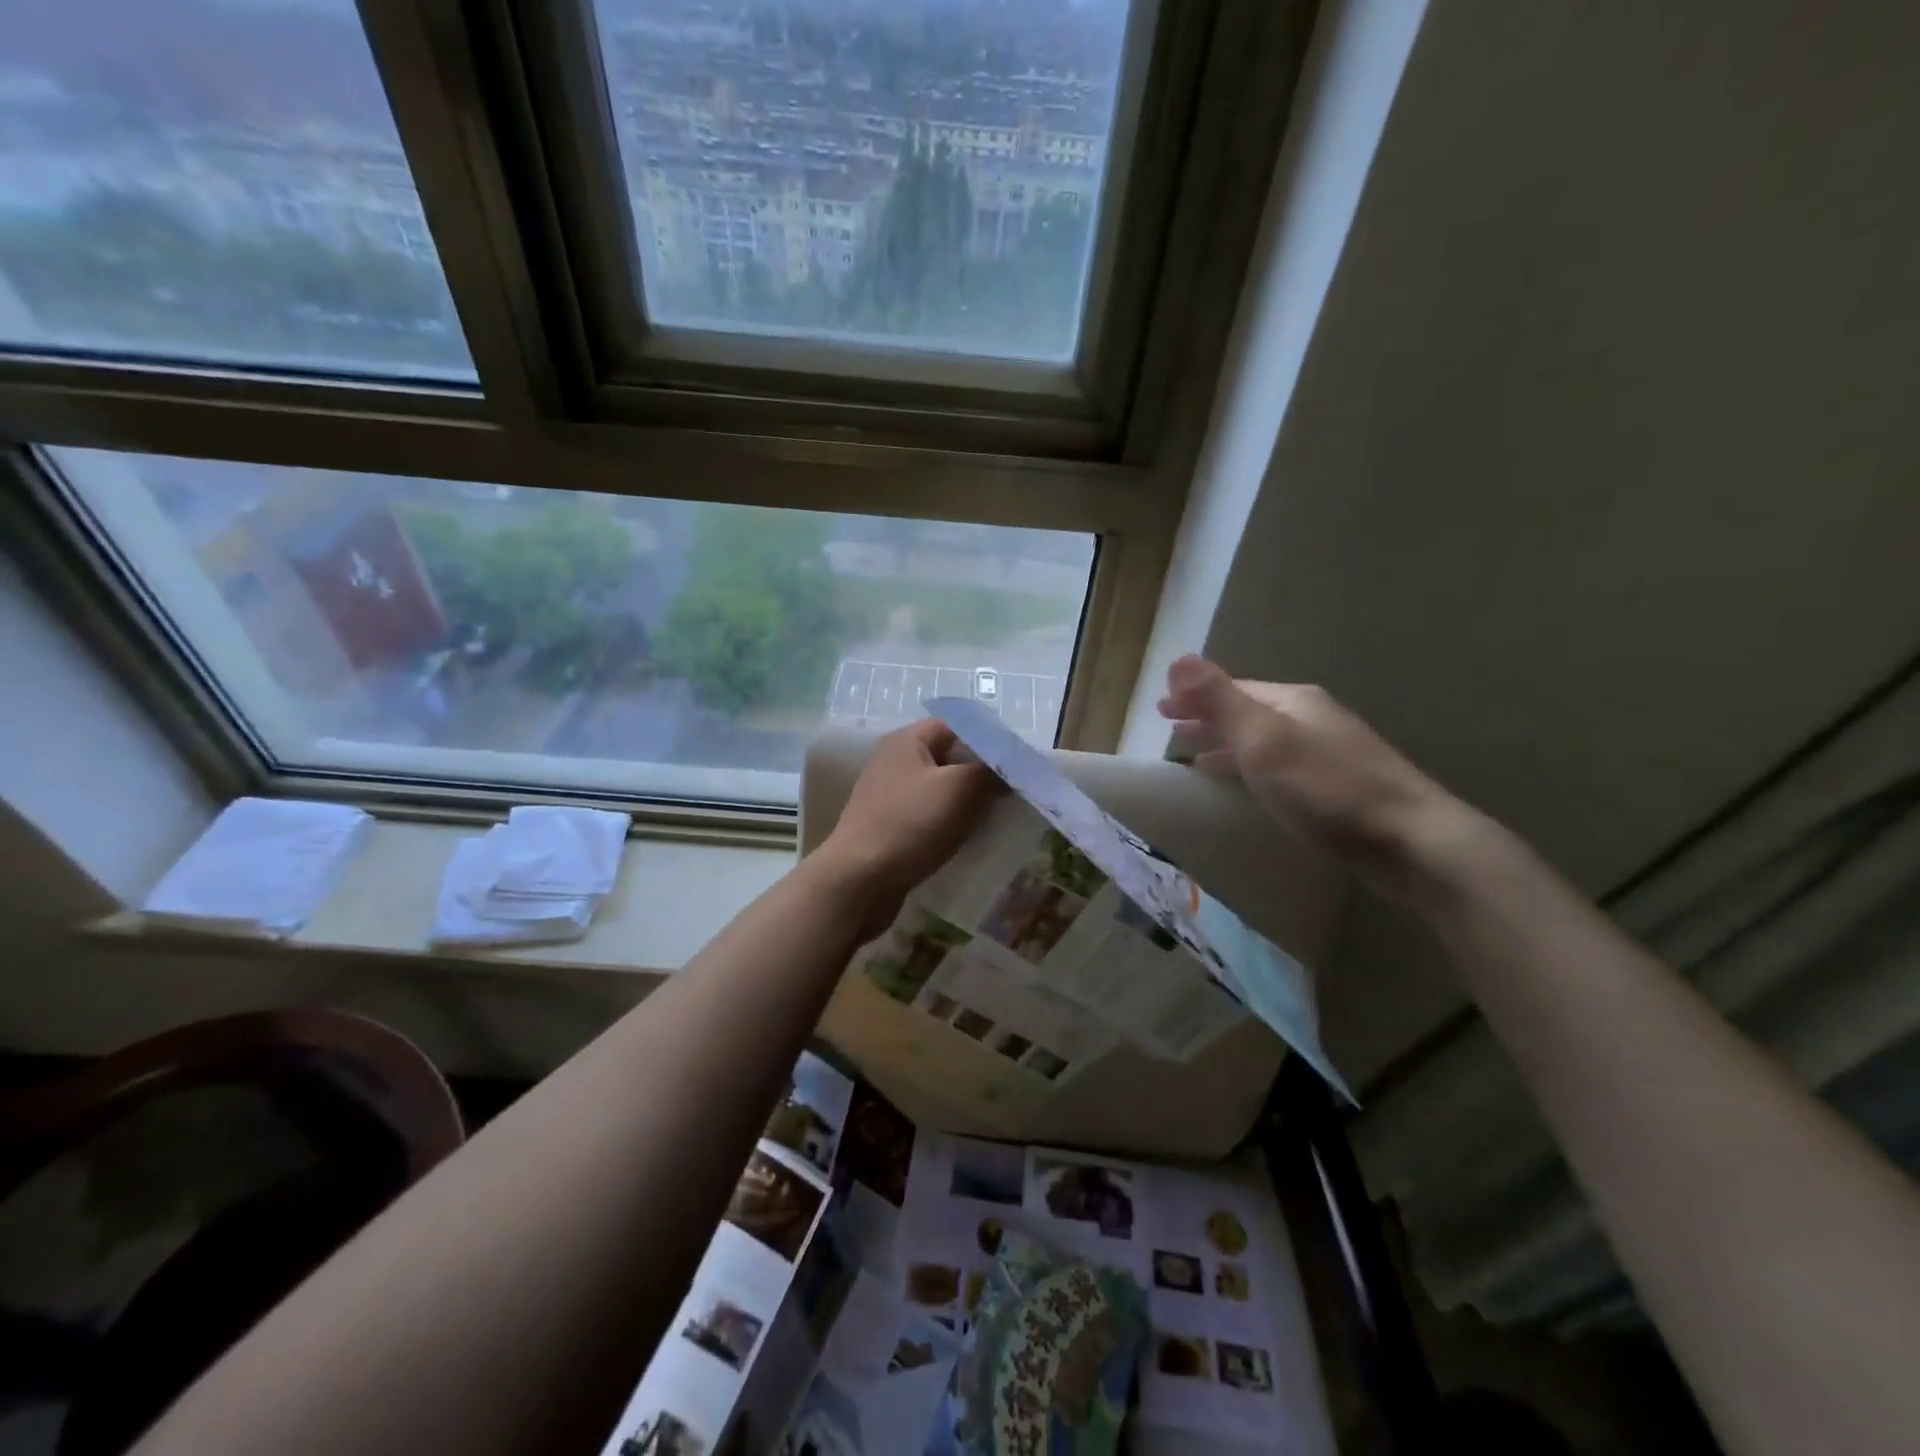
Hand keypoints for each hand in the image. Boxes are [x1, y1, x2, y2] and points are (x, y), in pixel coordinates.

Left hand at [812, 718, 998, 931]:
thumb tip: (1010, 768)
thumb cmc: (910, 824)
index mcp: (906, 741)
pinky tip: (969, 841)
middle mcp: (894, 762)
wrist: (859, 881)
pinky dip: (949, 825)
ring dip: (966, 804)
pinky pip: (927, 818)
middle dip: (979, 774)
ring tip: (996, 818)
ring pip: (939, 791)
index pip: (955, 726)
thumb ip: (991, 771)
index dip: (986, 740)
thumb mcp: (959, 789)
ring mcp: (889, 797)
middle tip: (1012, 793)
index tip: (1014, 763)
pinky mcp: (889, 828)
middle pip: (948, 758)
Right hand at [1158, 654, 1479, 900]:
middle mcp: (1311, 718)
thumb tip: (1179, 659)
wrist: (1412, 840)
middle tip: (1169, 729)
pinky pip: (1278, 765)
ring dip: (1226, 743)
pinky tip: (1246, 784)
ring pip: (1262, 739)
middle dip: (1207, 717)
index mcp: (1292, 701)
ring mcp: (1329, 751)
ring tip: (1194, 757)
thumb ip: (1220, 700)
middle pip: (1247, 711)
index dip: (1194, 696)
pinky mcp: (1338, 786)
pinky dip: (1250, 767)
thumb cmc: (1326, 788)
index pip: (1231, 689)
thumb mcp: (1263, 740)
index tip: (1159, 708)